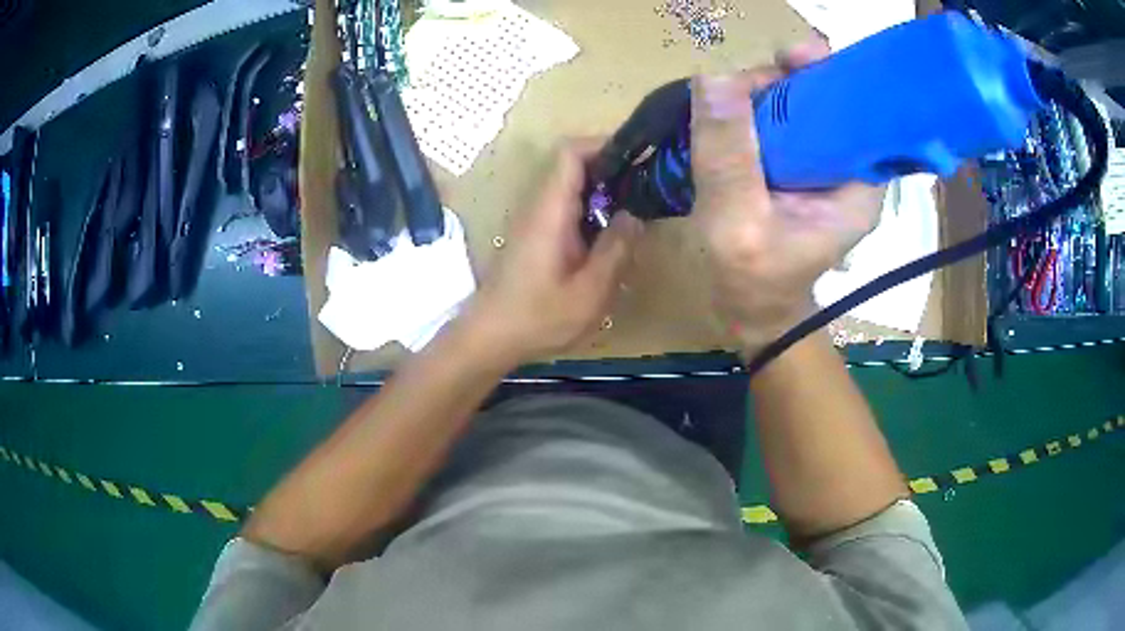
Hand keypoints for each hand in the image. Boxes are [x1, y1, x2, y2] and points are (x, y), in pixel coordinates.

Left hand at [463, 139, 642, 364]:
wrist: (490, 337)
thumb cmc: (538, 317)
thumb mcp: (589, 292)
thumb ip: (615, 250)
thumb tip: (635, 215)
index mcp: (550, 210)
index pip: (571, 153)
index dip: (604, 145)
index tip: (639, 158)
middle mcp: (540, 205)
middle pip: (574, 165)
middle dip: (613, 167)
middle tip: (648, 186)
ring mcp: (535, 219)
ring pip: (572, 186)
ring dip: (604, 190)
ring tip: (638, 207)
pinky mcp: (536, 234)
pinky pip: (567, 206)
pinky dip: (593, 209)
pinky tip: (613, 233)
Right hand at [691, 37, 883, 356]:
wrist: (751, 313)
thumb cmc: (753, 280)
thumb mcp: (737, 223)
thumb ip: (729, 155)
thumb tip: (716, 77)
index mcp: (858, 184)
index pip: (859, 110)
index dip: (827, 77)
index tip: (789, 61)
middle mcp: (846, 167)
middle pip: (823, 99)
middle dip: (783, 81)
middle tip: (741, 86)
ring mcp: (818, 165)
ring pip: (795, 106)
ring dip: (759, 92)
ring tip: (724, 102)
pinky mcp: (794, 167)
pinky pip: (775, 122)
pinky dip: (749, 109)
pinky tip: (725, 113)